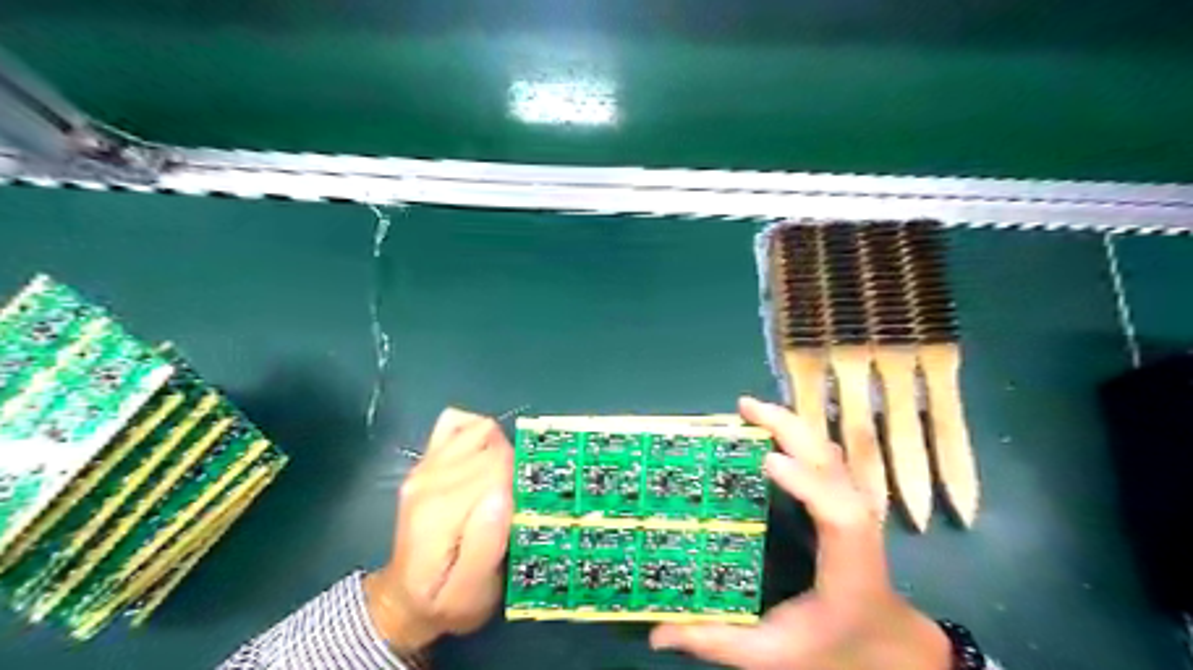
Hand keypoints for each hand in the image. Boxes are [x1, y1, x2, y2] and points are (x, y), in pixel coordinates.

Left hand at [364, 409, 512, 653]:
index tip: (529, 507)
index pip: (497, 467)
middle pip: (492, 445)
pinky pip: (458, 422)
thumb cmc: (444, 601)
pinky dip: (478, 431)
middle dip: (515, 467)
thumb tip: (503, 494)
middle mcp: (430, 477)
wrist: (403, 599)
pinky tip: (485, 456)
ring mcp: (426, 465)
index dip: (521, 481)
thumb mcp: (470, 593)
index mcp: (440, 510)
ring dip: (502, 448)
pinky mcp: (427, 460)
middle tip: (519, 500)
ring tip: (506, 480)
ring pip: (481, 429)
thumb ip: (486, 546)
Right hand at [648, 397, 945, 669]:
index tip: (767, 460)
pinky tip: (771, 428)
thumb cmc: (833, 646)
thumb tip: (656, 635)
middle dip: (789, 428)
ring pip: (827, 450)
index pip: (837, 513)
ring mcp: (854, 504)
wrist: (885, 643)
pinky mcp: (845, 498)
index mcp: (846, 562)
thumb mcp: (773, 654)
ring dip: (791, 424)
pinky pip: (824, 455)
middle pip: (831, 462)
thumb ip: (717, 642)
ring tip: (751, 410)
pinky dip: (797, 434)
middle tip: (744, 407)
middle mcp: (856, 523)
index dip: (807, 481)